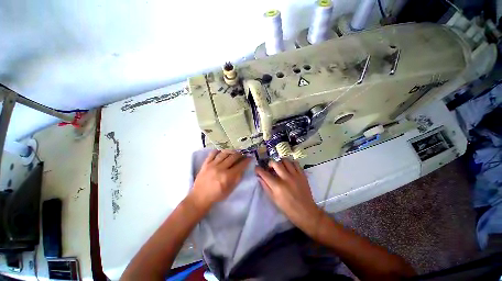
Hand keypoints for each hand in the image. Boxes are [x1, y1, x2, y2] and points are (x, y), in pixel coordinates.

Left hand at [189, 150, 250, 212]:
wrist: (199, 197)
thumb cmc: (217, 195)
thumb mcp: (230, 190)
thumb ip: (237, 178)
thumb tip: (243, 168)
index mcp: (227, 177)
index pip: (240, 165)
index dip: (246, 161)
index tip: (250, 157)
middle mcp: (220, 168)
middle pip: (233, 157)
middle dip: (240, 154)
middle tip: (243, 153)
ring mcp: (212, 165)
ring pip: (224, 153)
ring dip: (231, 150)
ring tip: (235, 150)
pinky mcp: (205, 163)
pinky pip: (212, 153)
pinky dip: (218, 150)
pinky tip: (222, 150)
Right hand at [255, 159, 323, 238]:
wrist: (306, 212)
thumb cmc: (288, 208)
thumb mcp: (274, 199)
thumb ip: (266, 186)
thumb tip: (259, 177)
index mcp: (277, 186)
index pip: (264, 174)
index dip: (258, 169)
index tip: (257, 168)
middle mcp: (286, 178)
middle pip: (275, 163)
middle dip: (270, 163)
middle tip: (270, 168)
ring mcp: (295, 175)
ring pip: (285, 160)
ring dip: (280, 162)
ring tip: (280, 167)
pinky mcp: (302, 175)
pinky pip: (295, 163)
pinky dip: (291, 163)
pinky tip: (289, 168)